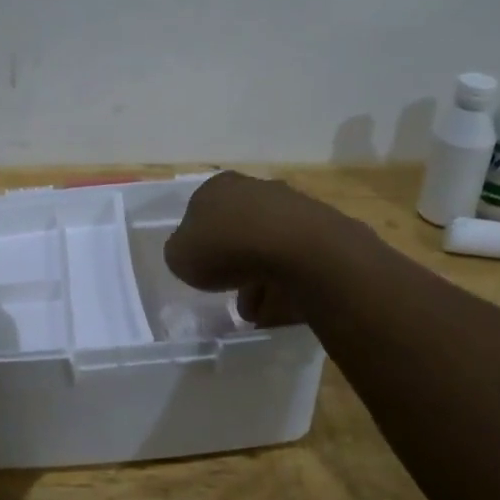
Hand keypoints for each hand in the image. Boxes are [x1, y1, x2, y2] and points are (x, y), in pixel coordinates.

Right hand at [164, 172, 344, 325]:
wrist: (298, 249)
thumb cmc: (227, 246)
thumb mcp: (180, 256)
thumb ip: (181, 252)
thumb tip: (191, 252)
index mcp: (216, 187)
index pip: (200, 213)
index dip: (199, 243)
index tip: (202, 269)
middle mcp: (253, 188)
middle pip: (236, 230)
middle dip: (233, 263)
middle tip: (229, 292)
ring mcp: (290, 206)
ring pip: (266, 248)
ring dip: (260, 280)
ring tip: (256, 313)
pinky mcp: (319, 229)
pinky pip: (294, 261)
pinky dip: (286, 283)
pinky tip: (281, 306)